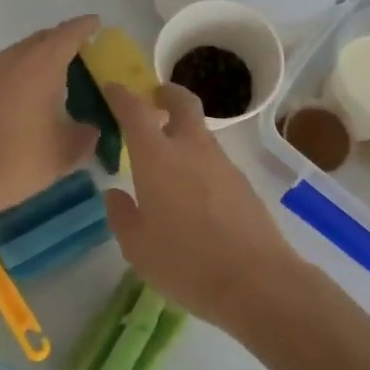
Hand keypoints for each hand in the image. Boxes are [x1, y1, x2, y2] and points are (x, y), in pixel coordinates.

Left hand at [0, 16, 100, 222]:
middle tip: (77, 52)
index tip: (95, 23)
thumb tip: (90, 129)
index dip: (84, 27)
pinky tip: (17, 97)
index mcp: (41, 66)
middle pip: (39, 39)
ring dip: (34, 58)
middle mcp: (11, 60)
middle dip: (59, 40)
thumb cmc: (16, 161)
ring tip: (49, 76)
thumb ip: (84, 137)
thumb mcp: (63, 155)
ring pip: (15, 54)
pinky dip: (14, 75)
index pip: (67, 35)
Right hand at [101, 82, 308, 331]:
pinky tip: (193, 193)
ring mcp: (222, 164)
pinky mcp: (243, 183)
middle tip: (154, 98)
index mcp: (157, 158)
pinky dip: (199, 162)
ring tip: (168, 160)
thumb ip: (122, 216)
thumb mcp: (137, 248)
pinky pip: (214, 161)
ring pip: (201, 133)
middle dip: (167, 94)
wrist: (256, 281)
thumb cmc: (185, 263)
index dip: (122, 96)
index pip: (135, 112)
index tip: (112, 88)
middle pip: (183, 103)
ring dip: (183, 133)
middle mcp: (191, 149)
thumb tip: (116, 195)